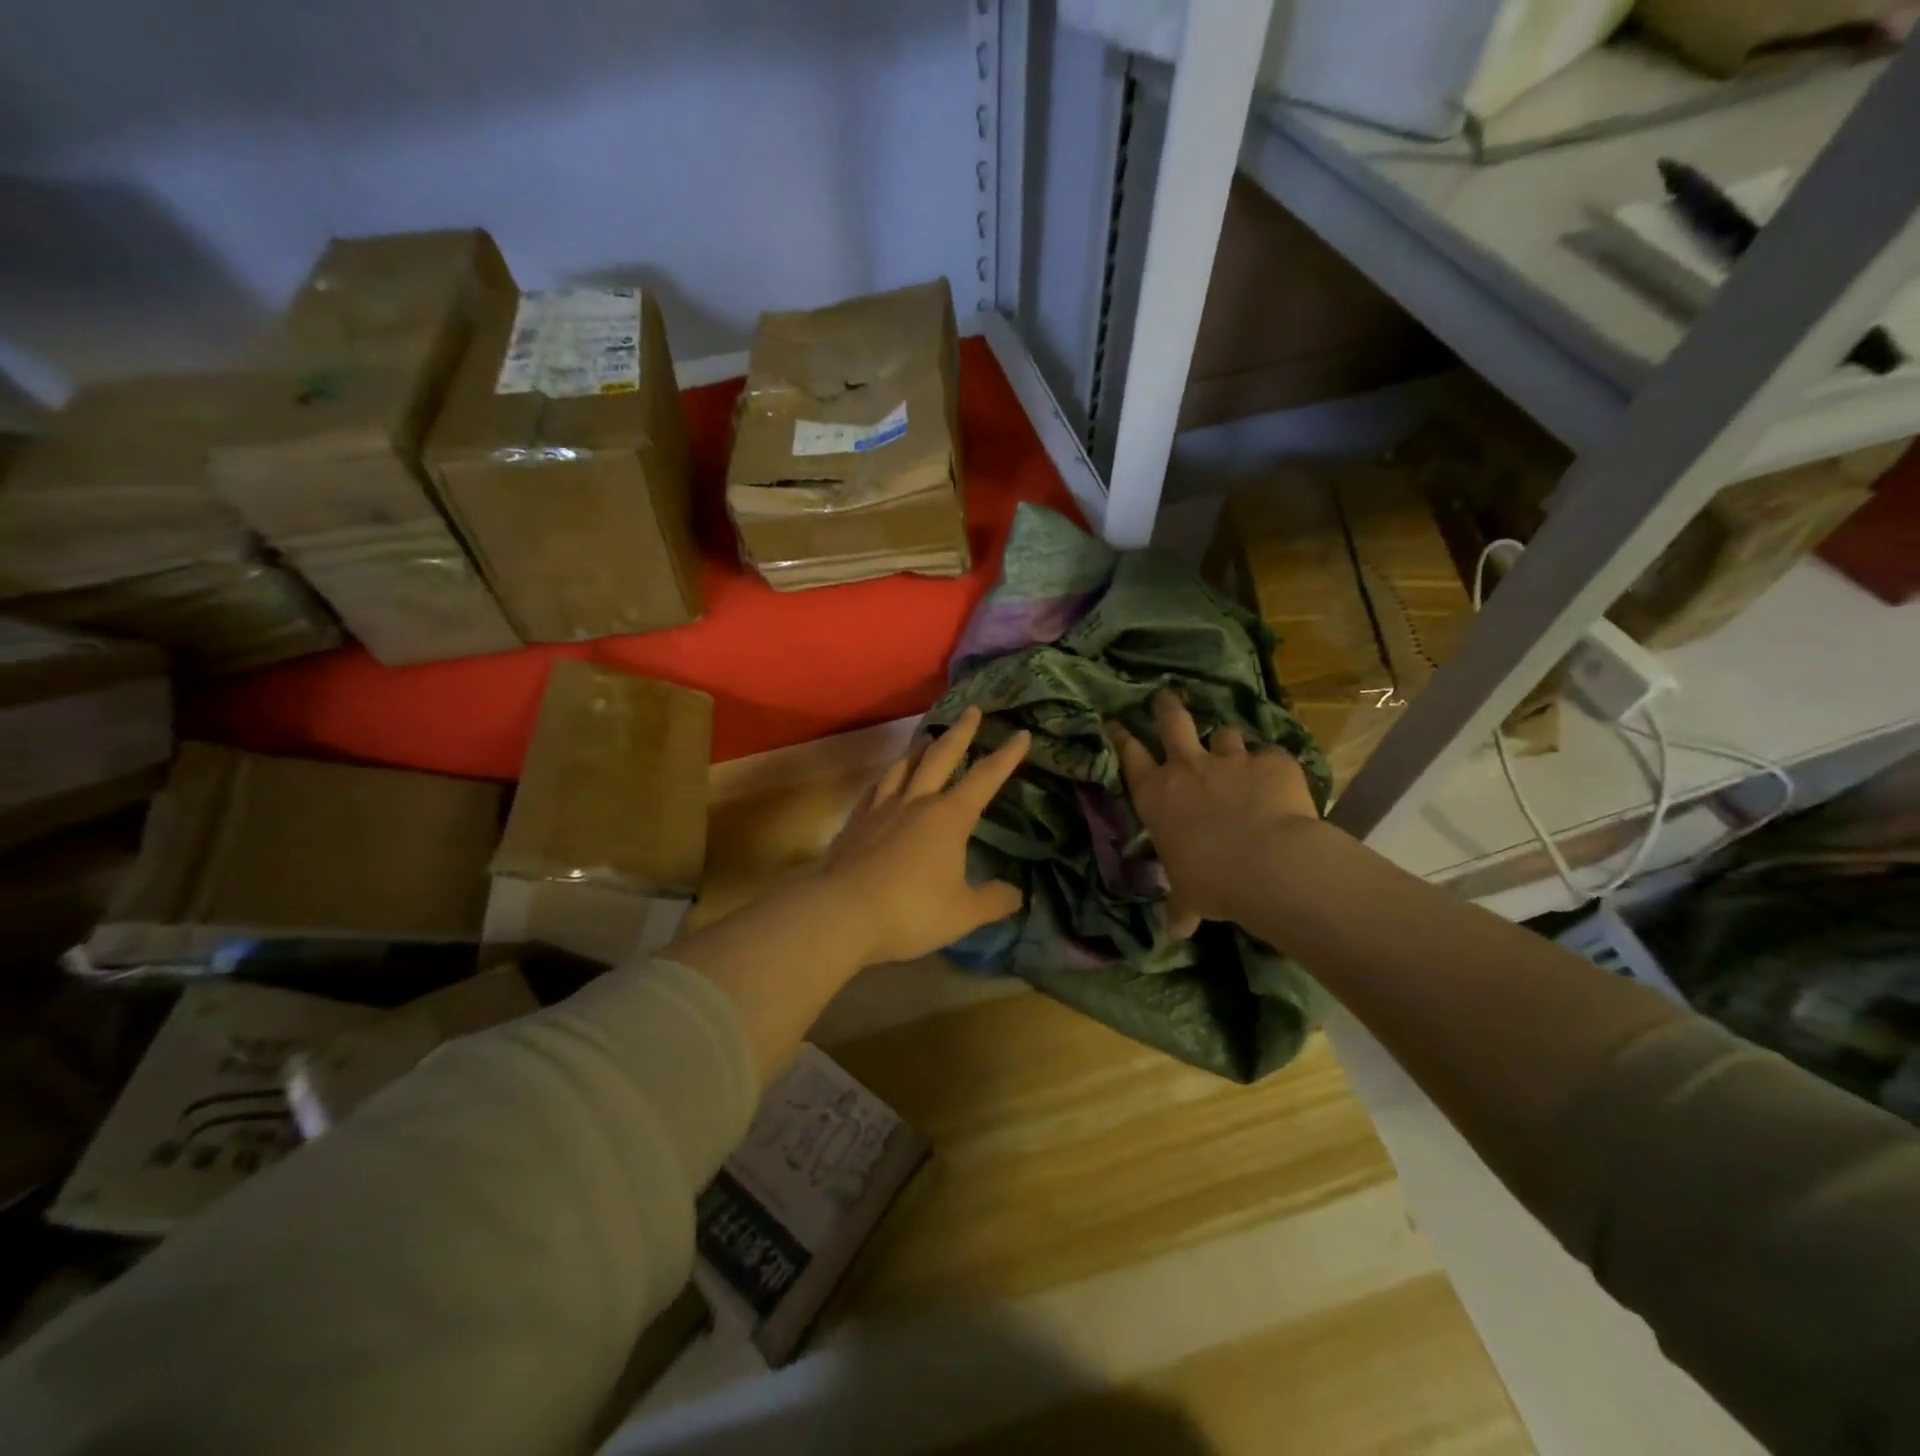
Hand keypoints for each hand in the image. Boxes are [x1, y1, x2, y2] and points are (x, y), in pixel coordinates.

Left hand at [820, 706, 1029, 966]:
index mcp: (949, 817)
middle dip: (961, 733)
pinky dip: (888, 777)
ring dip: (919, 748)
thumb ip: (993, 901)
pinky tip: (887, 779)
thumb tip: (1017, 894)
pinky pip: (876, 788)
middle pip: (941, 757)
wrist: (841, 912)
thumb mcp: (963, 913)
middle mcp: (917, 802)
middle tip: (971, 710)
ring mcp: (882, 808)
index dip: (1006, 756)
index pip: (985, 778)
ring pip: (904, 767)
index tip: (1021, 734)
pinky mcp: (856, 822)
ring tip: (927, 736)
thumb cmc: (910, 911)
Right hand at [1108, 690, 1319, 936]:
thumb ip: (1181, 908)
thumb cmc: (1212, 882)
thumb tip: (1176, 932)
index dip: (1120, 736)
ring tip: (1232, 747)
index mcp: (1157, 795)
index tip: (1114, 721)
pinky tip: (1279, 778)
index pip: (1129, 756)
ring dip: (1227, 740)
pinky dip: (1272, 765)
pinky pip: (1270, 755)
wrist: (1269, 863)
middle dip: (1166, 707)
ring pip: (1224, 733)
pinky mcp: (1273, 762)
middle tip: (1164, 696)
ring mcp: (1231, 760)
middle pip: (1172, 721)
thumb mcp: (1189, 897)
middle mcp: (1188, 768)